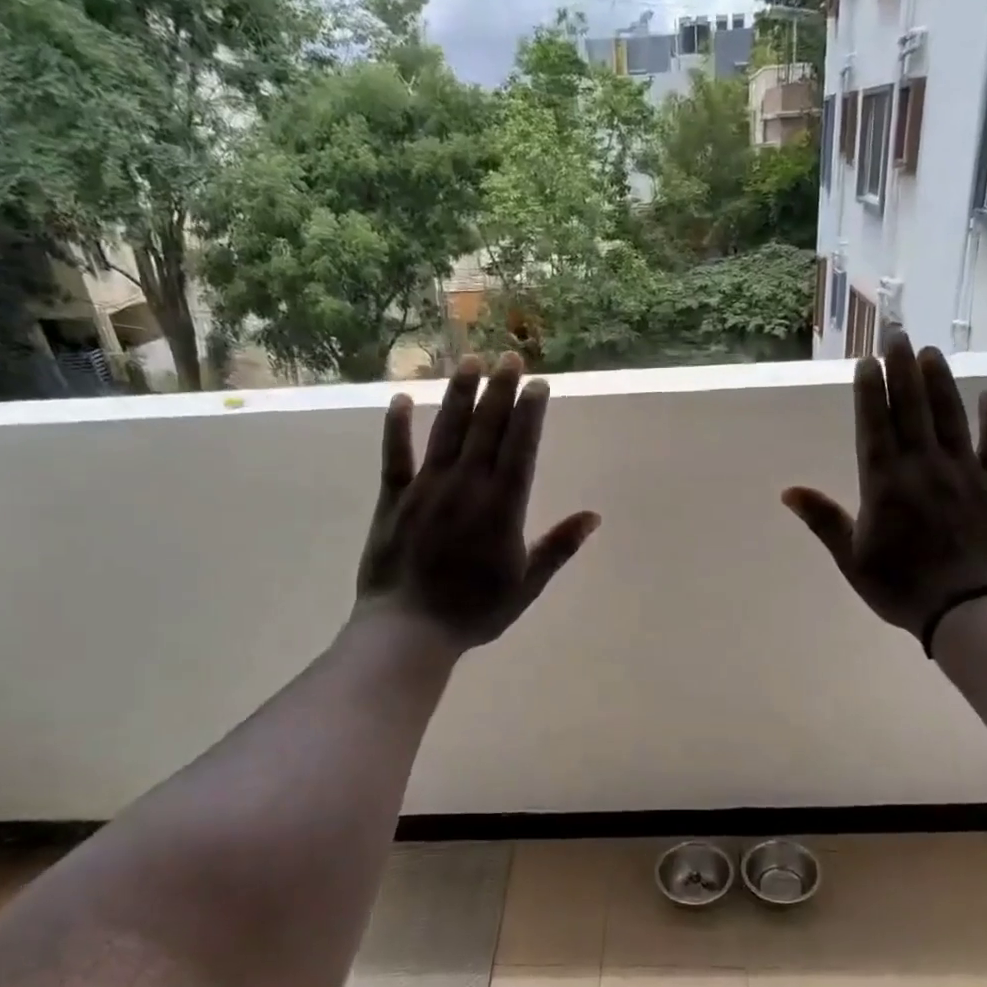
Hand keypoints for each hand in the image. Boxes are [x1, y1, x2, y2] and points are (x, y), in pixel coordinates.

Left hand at [357, 352, 599, 649]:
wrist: (409, 630)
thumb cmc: (475, 612)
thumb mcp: (527, 585)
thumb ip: (558, 547)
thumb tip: (593, 516)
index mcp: (502, 508)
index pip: (521, 449)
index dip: (530, 414)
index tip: (538, 384)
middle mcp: (466, 487)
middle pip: (487, 430)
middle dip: (500, 390)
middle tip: (509, 355)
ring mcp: (426, 489)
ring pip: (447, 432)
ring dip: (459, 395)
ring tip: (469, 361)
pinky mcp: (393, 500)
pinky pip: (395, 456)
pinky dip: (397, 427)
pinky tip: (401, 399)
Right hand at [783, 332, 986, 636]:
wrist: (970, 610)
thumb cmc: (902, 588)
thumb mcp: (852, 559)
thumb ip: (824, 520)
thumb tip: (788, 491)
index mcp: (884, 483)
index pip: (874, 425)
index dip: (870, 391)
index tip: (867, 360)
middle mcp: (923, 466)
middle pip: (911, 408)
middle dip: (902, 368)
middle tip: (898, 333)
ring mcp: (964, 472)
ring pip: (950, 416)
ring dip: (940, 382)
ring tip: (931, 352)